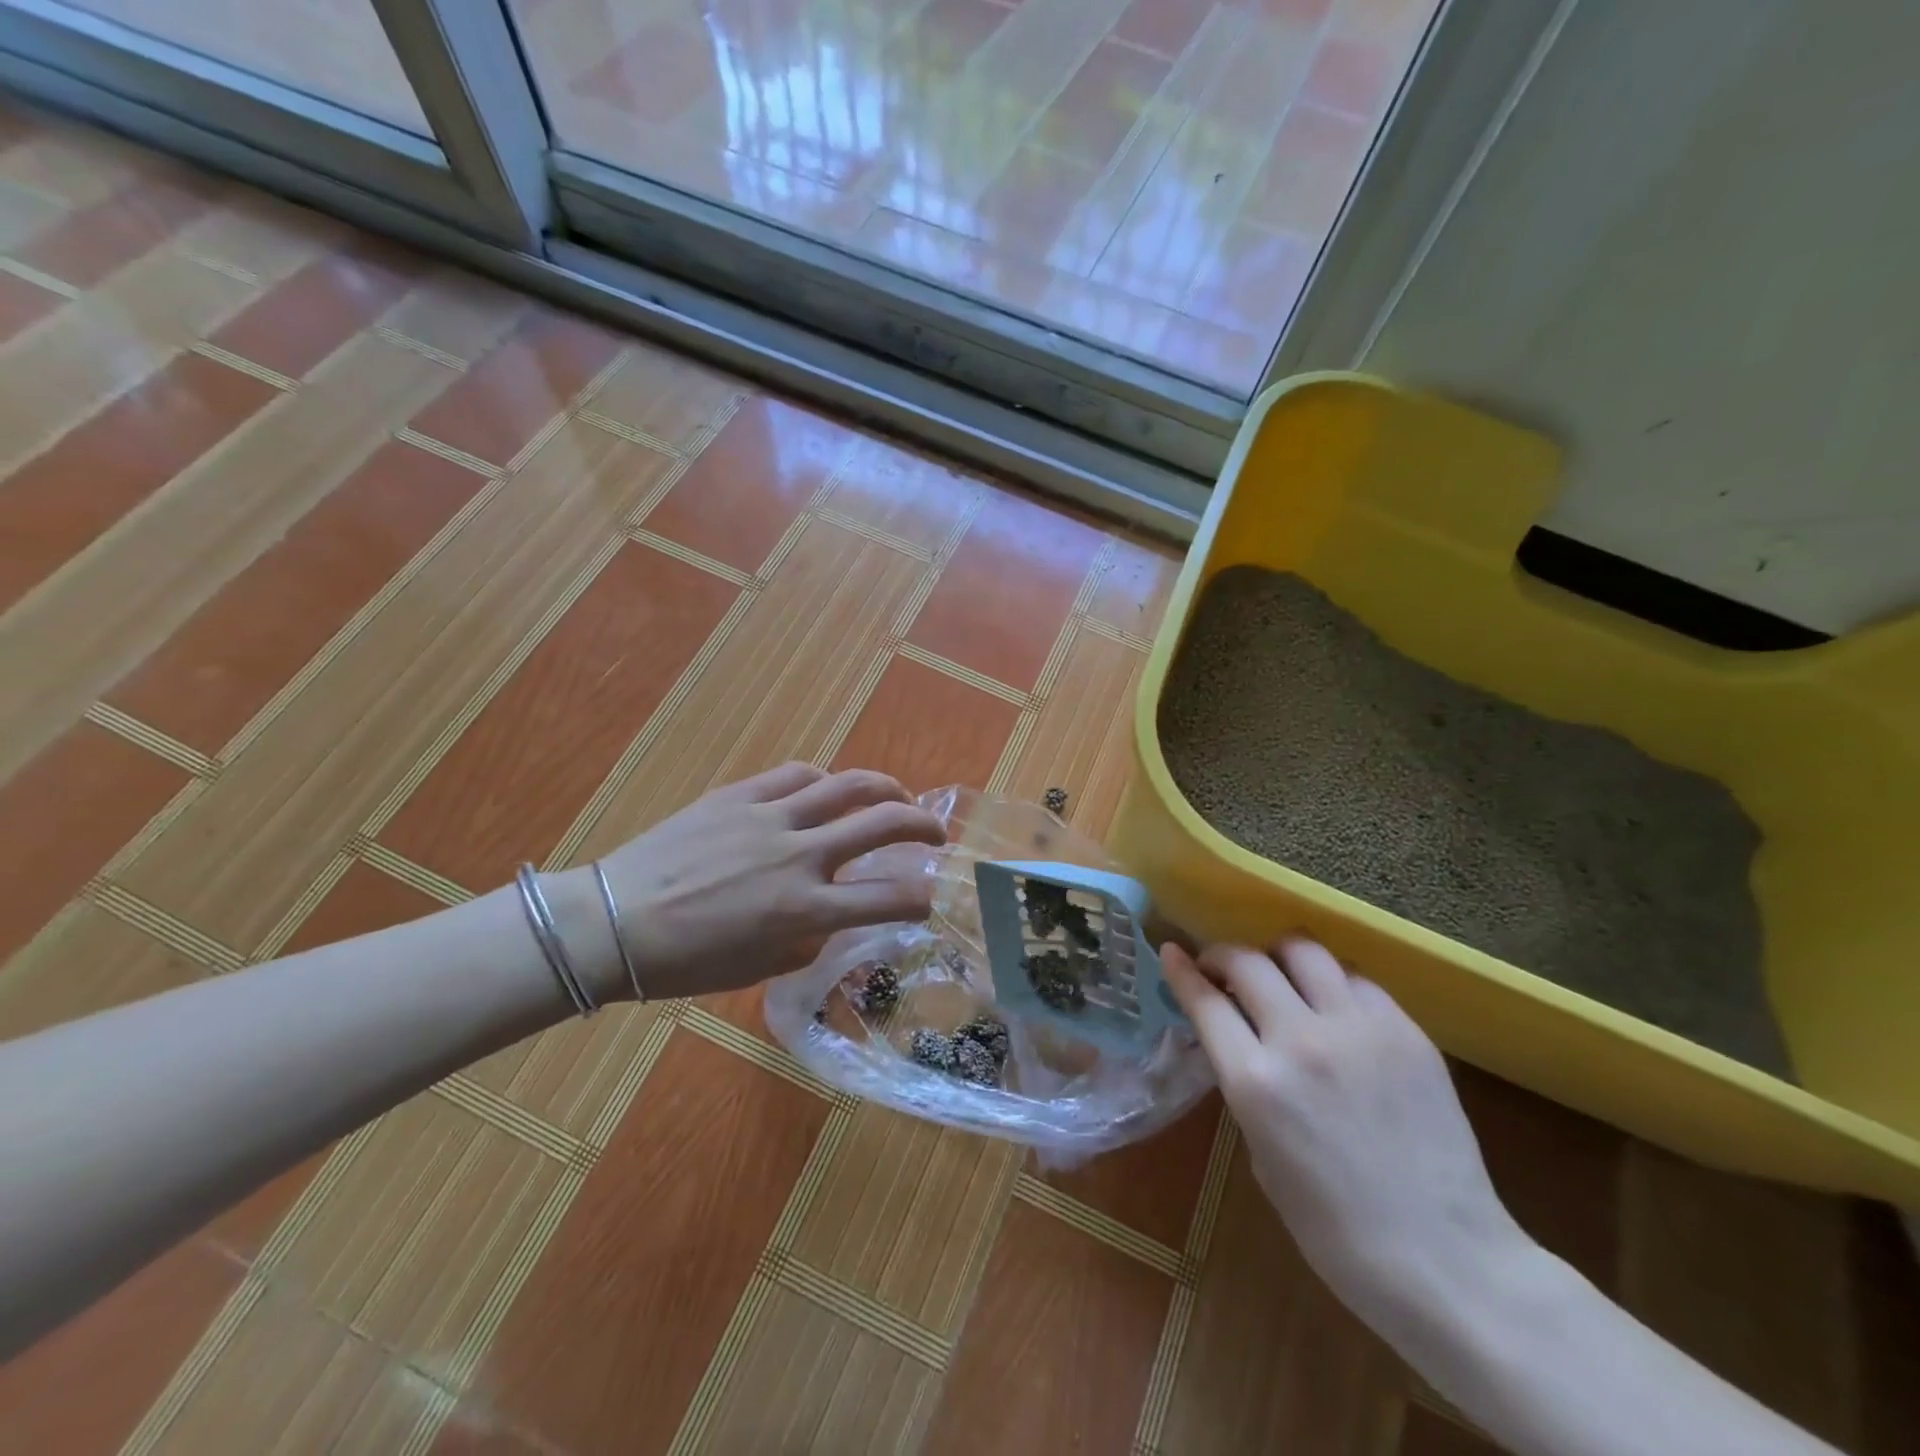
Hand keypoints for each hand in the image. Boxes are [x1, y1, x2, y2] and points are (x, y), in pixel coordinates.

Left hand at [585, 763, 945, 1000]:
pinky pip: (797, 775)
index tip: (930, 896)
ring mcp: (771, 818)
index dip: (922, 897)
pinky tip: (827, 789)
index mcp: (805, 910)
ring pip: (848, 785)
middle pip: (883, 823)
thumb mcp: (761, 966)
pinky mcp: (741, 796)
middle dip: (923, 825)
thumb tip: (836, 915)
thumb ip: (810, 938)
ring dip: (885, 788)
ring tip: (896, 795)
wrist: (612, 923)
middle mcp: (800, 857)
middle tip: (935, 831)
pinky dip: (824, 780)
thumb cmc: (687, 962)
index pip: (889, 898)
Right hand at [1164, 939, 1529, 1339]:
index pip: (1205, 1000)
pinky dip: (1332, 982)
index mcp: (1256, 1082)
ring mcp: (1358, 1030)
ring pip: (1304, 949)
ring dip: (1278, 956)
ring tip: (1280, 976)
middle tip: (1223, 971)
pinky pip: (1356, 979)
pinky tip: (1334, 1008)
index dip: (1181, 970)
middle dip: (1223, 956)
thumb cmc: (1335, 1228)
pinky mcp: (1406, 1032)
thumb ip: (1247, 1085)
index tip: (1172, 952)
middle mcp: (1301, 1040)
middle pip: (1247, 960)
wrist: (1445, 1261)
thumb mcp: (1261, 1154)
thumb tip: (1241, 1041)